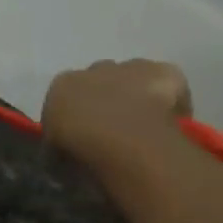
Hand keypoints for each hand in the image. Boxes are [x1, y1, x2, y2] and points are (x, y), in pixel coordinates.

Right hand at [42, 59, 192, 172]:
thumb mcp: (53, 155)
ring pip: (135, 78)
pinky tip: (169, 124)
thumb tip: (64, 153)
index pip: (65, 97)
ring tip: (142, 128)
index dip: (74, 116)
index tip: (81, 136)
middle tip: (112, 131)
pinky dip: (169, 100)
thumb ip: (58, 145)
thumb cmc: (78, 150)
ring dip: (136, 96)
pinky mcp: (165, 72)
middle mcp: (96, 68)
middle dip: (106, 99)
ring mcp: (133, 67)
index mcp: (63, 85)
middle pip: (101, 81)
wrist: (121, 140)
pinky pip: (169, 86)